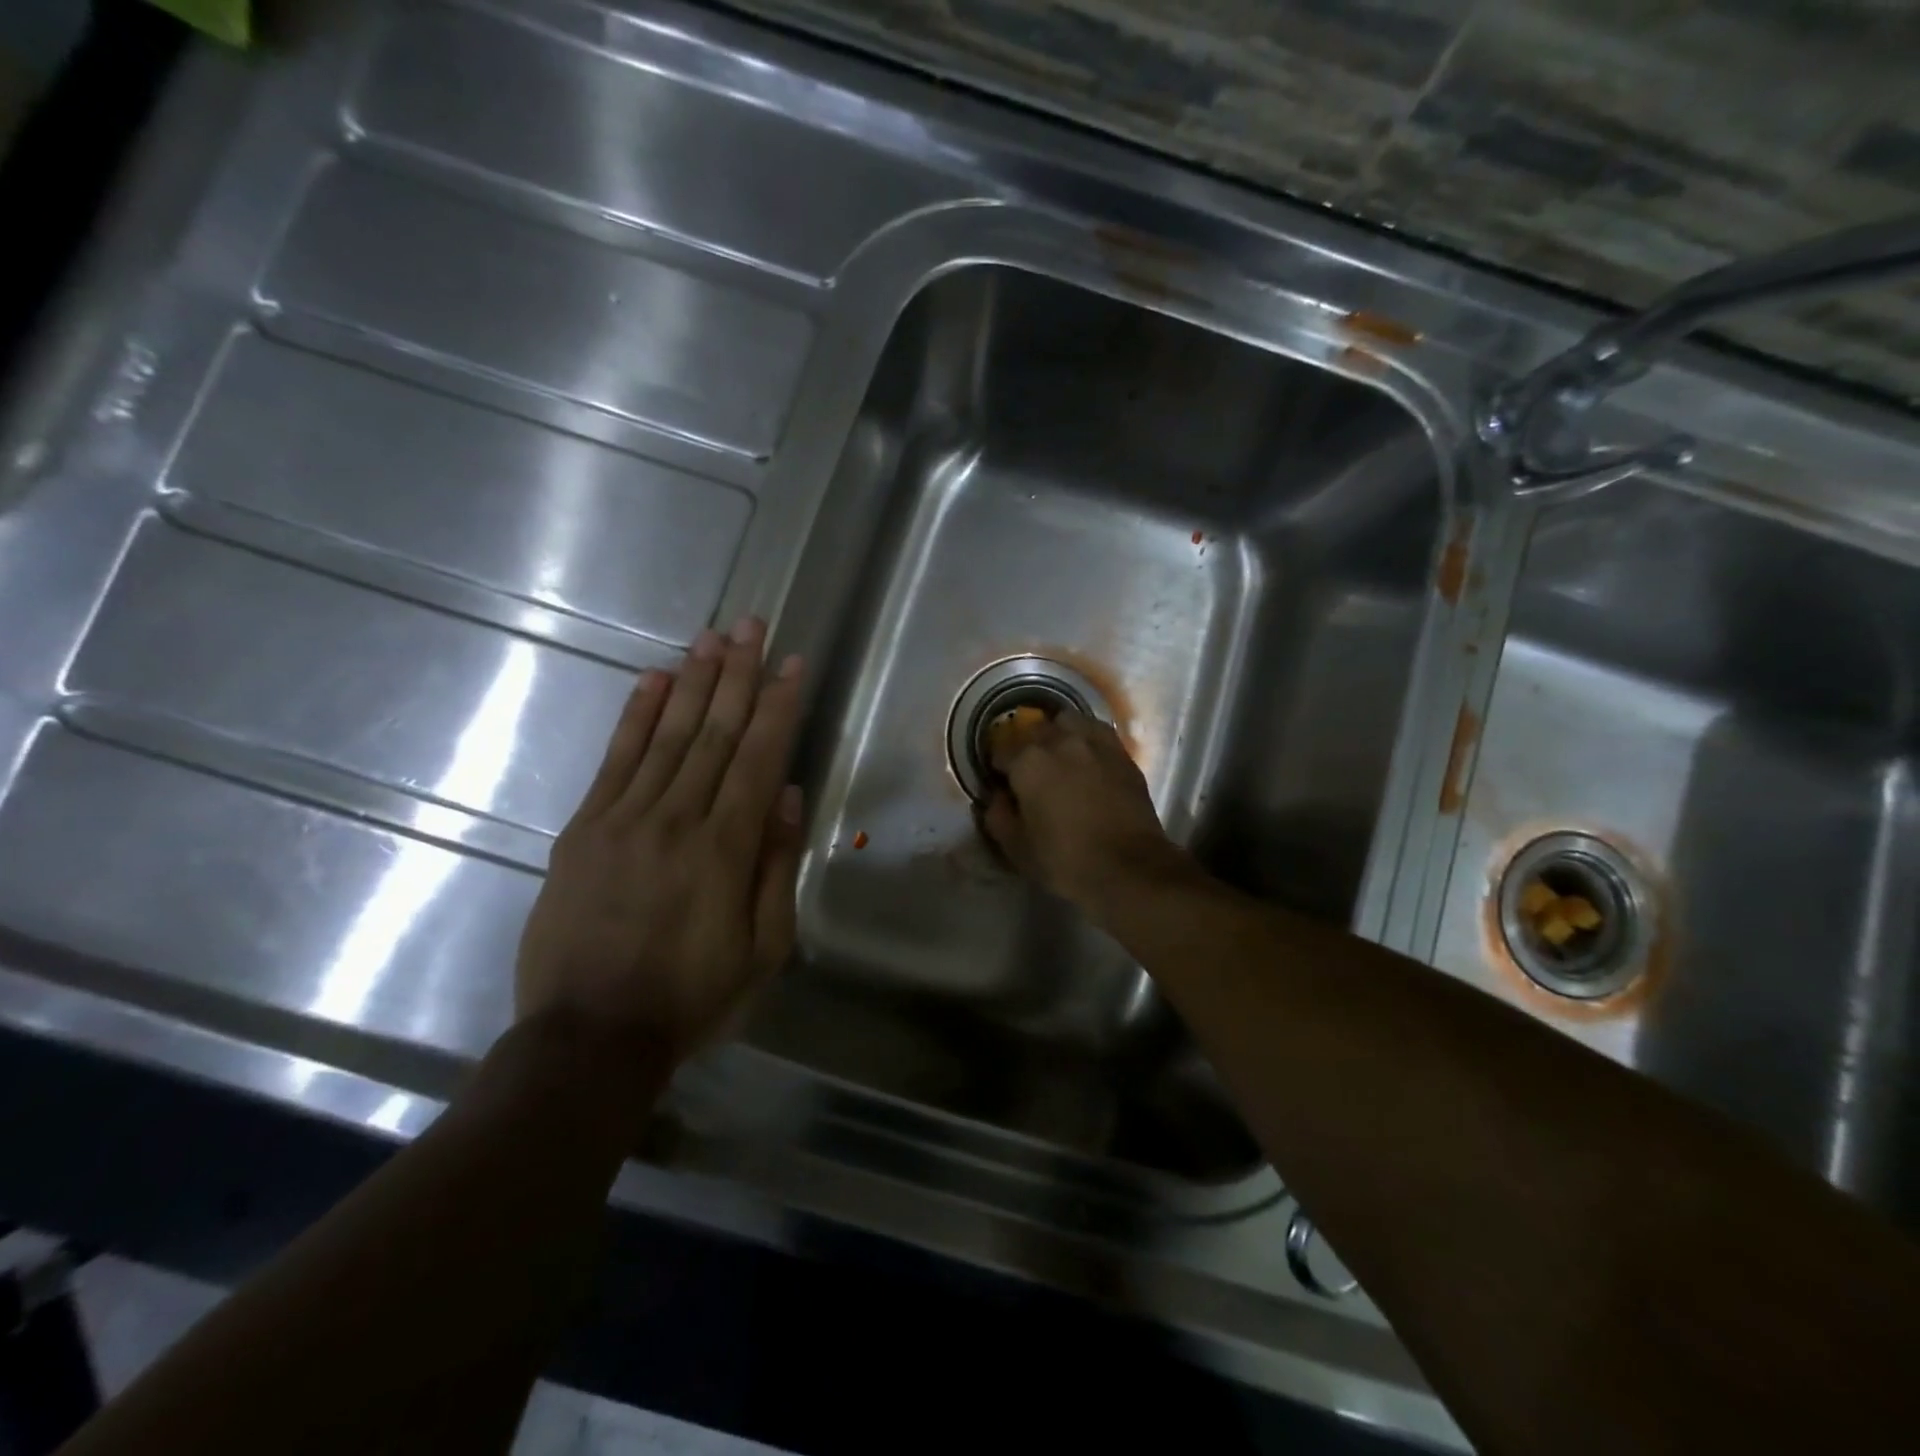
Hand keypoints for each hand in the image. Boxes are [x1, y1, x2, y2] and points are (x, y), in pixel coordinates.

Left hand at [515, 618, 804, 1066]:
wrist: (588, 1039)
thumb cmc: (692, 998)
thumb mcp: (763, 948)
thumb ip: (776, 867)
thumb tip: (787, 796)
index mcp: (726, 849)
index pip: (759, 758)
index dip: (778, 706)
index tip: (791, 663)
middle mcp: (676, 819)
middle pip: (713, 732)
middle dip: (737, 674)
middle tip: (751, 624)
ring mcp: (623, 819)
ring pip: (666, 735)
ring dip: (692, 681)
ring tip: (711, 637)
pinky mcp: (582, 830)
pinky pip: (614, 761)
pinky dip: (635, 716)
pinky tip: (653, 680)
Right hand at [981, 709, 1192, 919]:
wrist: (1130, 868)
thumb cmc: (1065, 860)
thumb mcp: (1017, 848)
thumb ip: (998, 816)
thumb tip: (997, 797)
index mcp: (1028, 762)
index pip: (1001, 749)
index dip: (997, 765)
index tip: (1000, 780)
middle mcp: (1060, 741)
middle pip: (1035, 729)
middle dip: (1027, 745)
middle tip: (1029, 769)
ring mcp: (1095, 743)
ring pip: (1069, 721)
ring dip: (1058, 733)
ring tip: (1060, 756)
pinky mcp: (1122, 754)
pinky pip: (1097, 733)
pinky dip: (1087, 740)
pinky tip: (1087, 760)